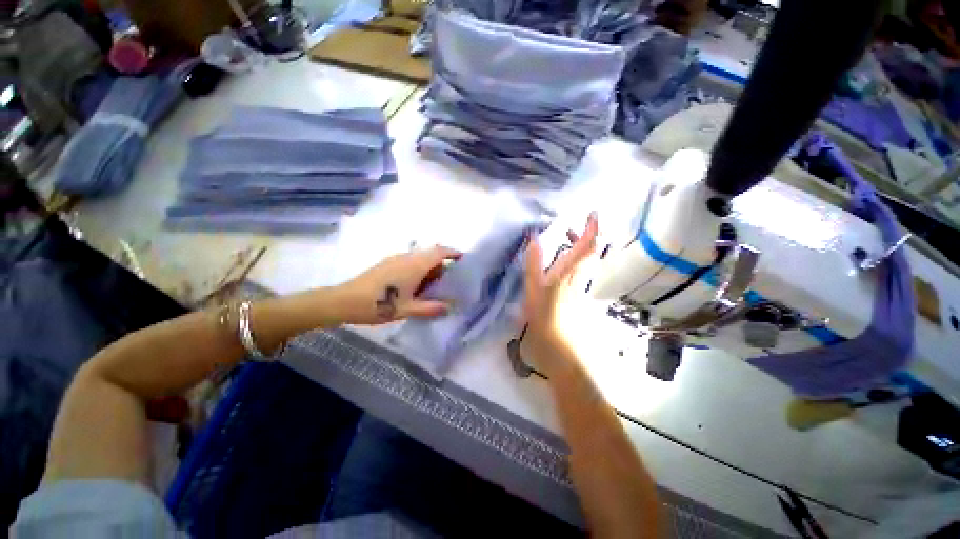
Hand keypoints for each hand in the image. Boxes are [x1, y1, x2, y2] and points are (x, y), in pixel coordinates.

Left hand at [335, 245, 461, 324]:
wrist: (344, 301)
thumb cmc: (379, 304)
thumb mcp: (407, 309)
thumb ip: (430, 308)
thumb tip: (449, 308)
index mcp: (415, 265)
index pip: (439, 252)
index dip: (453, 253)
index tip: (463, 258)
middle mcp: (407, 257)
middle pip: (431, 255)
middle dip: (442, 265)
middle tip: (450, 281)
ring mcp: (395, 259)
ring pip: (420, 259)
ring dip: (430, 269)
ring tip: (434, 287)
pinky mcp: (387, 264)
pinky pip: (410, 262)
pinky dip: (419, 270)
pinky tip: (416, 287)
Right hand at [522, 212, 597, 374]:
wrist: (560, 342)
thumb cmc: (544, 313)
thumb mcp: (533, 286)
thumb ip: (533, 261)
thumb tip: (533, 238)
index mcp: (570, 270)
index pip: (588, 244)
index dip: (593, 227)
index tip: (593, 213)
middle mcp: (580, 274)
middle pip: (591, 250)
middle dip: (587, 235)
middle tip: (574, 226)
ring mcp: (581, 284)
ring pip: (588, 260)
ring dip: (583, 246)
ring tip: (568, 239)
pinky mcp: (579, 292)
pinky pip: (582, 269)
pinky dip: (578, 258)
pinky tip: (566, 261)